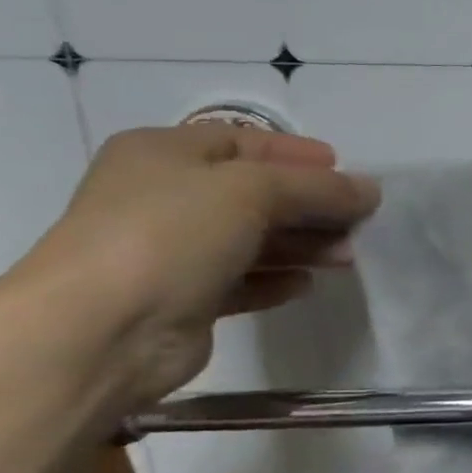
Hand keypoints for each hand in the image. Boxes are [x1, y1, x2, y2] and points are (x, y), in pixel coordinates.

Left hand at [19, 125, 380, 409]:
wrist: (101, 330)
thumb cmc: (171, 235)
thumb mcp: (252, 191)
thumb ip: (318, 187)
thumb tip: (370, 190)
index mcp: (164, 153)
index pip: (244, 141)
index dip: (297, 154)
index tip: (346, 170)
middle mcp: (164, 196)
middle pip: (255, 193)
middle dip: (311, 205)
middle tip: (360, 220)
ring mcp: (171, 251)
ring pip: (253, 239)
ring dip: (302, 244)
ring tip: (347, 256)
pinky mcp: (183, 299)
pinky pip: (241, 281)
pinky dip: (276, 280)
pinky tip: (306, 285)